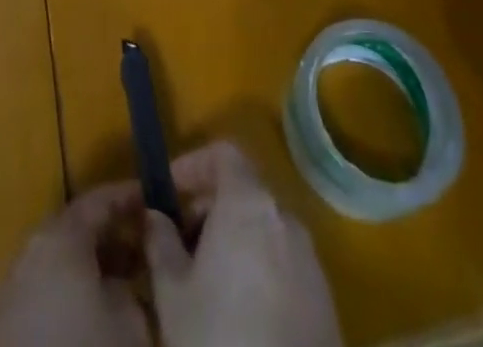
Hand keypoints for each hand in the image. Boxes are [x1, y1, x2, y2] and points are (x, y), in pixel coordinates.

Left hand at [0, 180, 149, 346]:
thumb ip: (134, 291)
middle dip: (112, 235)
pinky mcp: (2, 319)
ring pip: (61, 259)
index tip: (155, 201)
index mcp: (61, 236)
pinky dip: (69, 290)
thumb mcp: (128, 327)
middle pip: (78, 228)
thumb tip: (129, 283)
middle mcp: (33, 247)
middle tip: (145, 249)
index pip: (100, 199)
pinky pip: (44, 287)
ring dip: (91, 267)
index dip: (129, 198)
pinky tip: (88, 316)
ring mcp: (13, 283)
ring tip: (123, 288)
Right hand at [144, 141, 342, 346]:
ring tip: (207, 285)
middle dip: (209, 209)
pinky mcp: (326, 303)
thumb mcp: (172, 294)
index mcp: (249, 204)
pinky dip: (260, 271)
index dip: (193, 165)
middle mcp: (285, 219)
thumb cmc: (216, 342)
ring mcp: (311, 261)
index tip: (168, 194)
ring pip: (265, 231)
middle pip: (244, 192)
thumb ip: (160, 242)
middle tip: (181, 245)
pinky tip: (242, 316)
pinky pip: (285, 266)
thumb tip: (155, 216)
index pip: (224, 154)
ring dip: (235, 241)